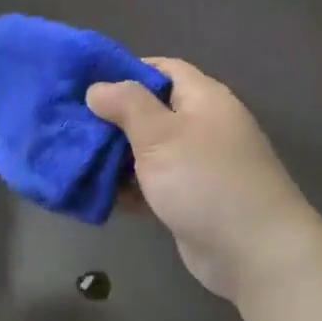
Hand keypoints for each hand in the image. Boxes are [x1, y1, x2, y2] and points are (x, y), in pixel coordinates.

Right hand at [88, 58, 321, 301]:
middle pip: (151, 113)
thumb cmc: (204, 181)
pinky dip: (128, 188)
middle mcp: (202, 127)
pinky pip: (152, 185)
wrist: (251, 250)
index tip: (85, 86)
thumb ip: (127, 106)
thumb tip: (97, 87)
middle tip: (70, 129)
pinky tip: (98, 195)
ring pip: (147, 153)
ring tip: (75, 162)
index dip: (124, 73)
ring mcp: (197, 166)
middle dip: (112, 121)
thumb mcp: (160, 135)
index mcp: (203, 99)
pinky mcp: (189, 200)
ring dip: (115, 158)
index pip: (163, 70)